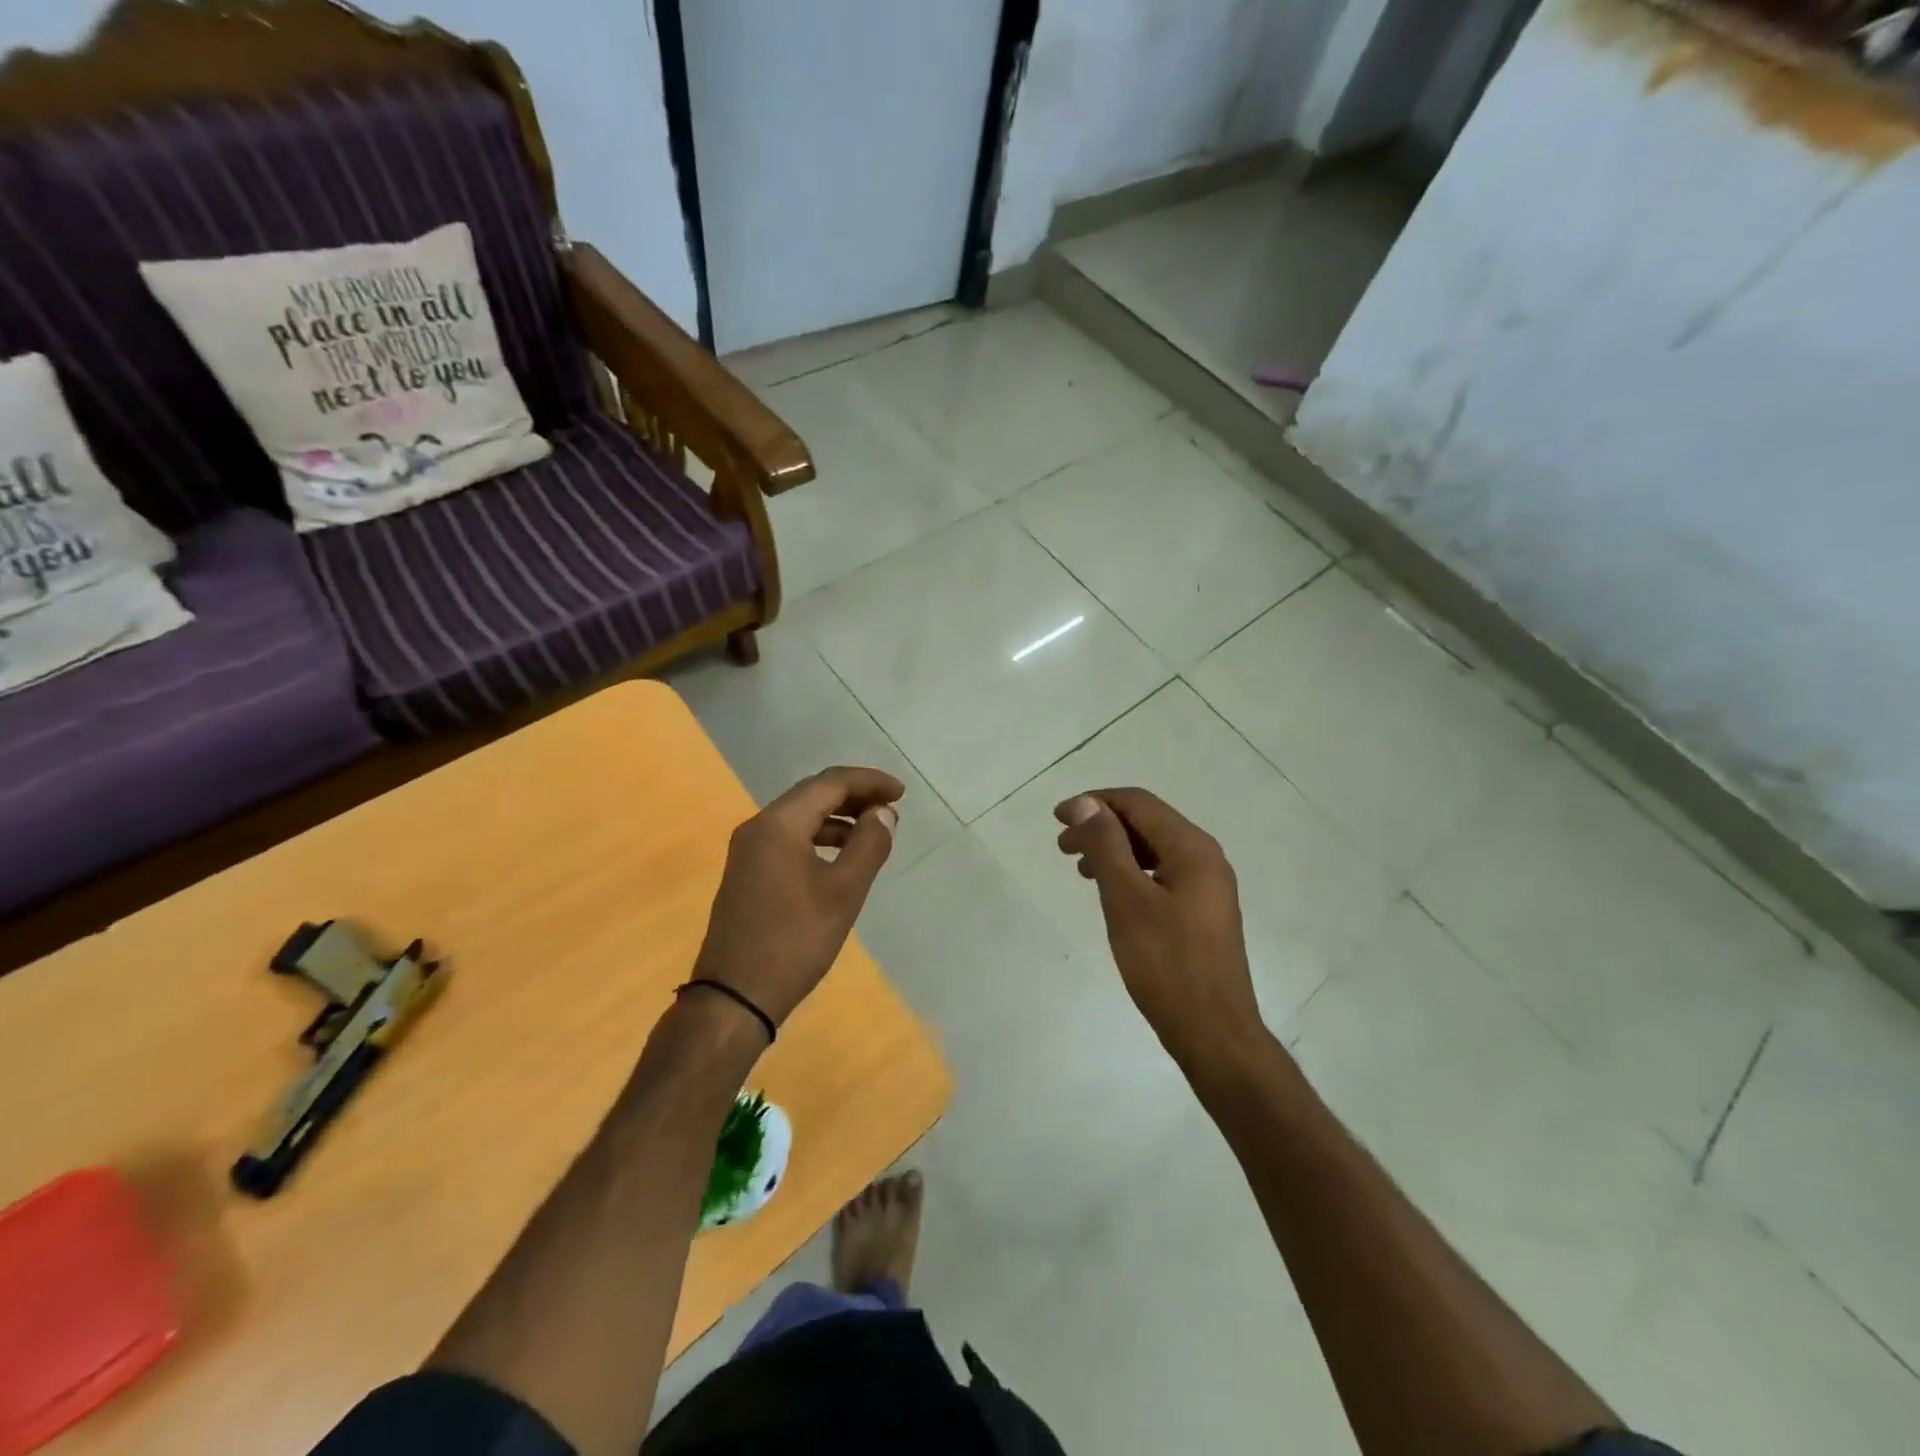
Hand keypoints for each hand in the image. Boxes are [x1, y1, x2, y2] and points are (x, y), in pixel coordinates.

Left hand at [692, 767, 902, 1031]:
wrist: (734, 996)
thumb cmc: (795, 940)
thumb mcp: (843, 892)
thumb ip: (868, 845)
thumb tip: (883, 812)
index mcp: (778, 824)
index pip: (830, 783)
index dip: (869, 782)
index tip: (901, 793)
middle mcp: (758, 827)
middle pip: (812, 794)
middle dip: (854, 795)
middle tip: (891, 807)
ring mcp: (748, 851)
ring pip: (799, 817)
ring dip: (838, 818)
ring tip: (873, 831)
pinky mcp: (747, 873)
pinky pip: (788, 838)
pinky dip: (818, 837)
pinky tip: (840, 858)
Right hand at [1055, 788, 1263, 1072]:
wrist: (1214, 1033)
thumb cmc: (1166, 964)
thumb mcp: (1127, 900)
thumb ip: (1106, 846)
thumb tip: (1087, 804)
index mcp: (1192, 848)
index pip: (1138, 803)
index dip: (1094, 803)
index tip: (1057, 819)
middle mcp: (1205, 858)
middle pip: (1147, 823)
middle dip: (1102, 826)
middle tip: (1063, 846)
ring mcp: (1207, 887)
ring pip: (1153, 850)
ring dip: (1114, 850)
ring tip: (1080, 869)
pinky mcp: (1202, 912)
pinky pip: (1161, 874)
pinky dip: (1131, 873)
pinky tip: (1111, 892)